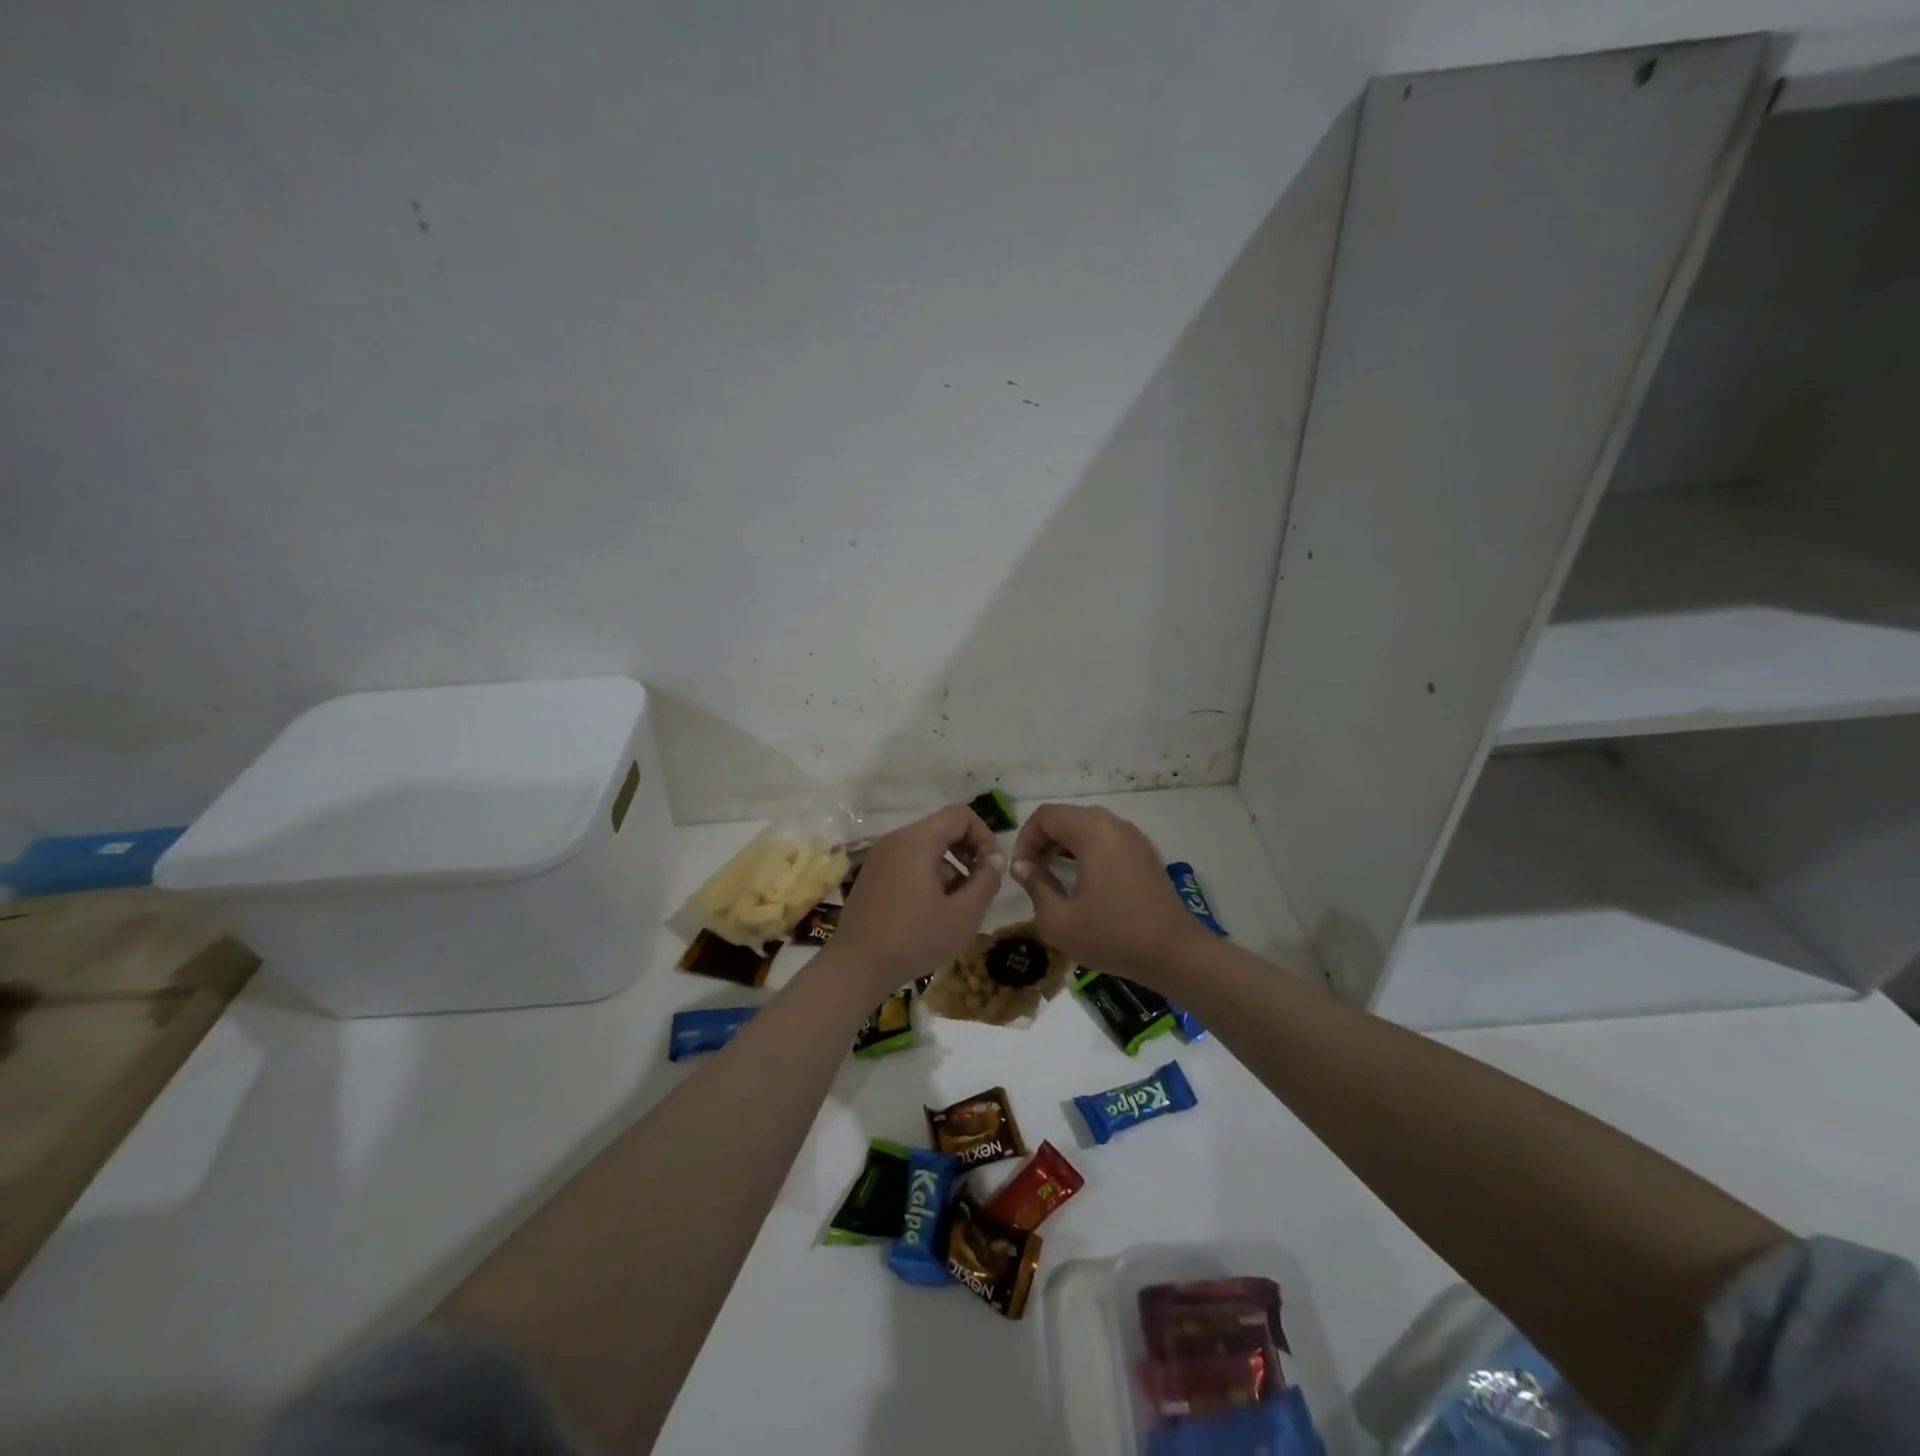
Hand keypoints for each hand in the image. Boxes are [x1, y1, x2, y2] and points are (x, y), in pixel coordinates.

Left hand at [832, 805, 1004, 992]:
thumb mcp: (963, 914)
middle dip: (968, 852)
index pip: (961, 816)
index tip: (993, 868)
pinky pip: (907, 861)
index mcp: (917, 840)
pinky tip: (932, 910)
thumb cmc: (915, 938)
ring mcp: (879, 857)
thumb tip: (995, 860)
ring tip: (957, 904)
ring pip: (925, 847)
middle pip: (942, 829)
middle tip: (980, 884)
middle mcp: (895, 840)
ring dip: (949, 867)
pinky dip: (927, 875)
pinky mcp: (871, 875)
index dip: (985, 836)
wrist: (857, 967)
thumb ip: (986, 881)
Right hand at [1010, 804, 1204, 986]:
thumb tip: (1024, 866)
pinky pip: (1106, 840)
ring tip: (1053, 877)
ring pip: (1087, 827)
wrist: (1174, 953)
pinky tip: (1082, 882)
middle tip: (1032, 873)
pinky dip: (1086, 851)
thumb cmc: (1112, 935)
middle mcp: (1114, 824)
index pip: (1045, 816)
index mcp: (1092, 831)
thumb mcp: (1058, 920)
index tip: (1021, 871)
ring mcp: (1133, 837)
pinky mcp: (1144, 854)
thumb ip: (1035, 885)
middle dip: (1042, 841)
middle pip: (1066, 817)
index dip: (1025, 839)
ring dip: (1064, 846)